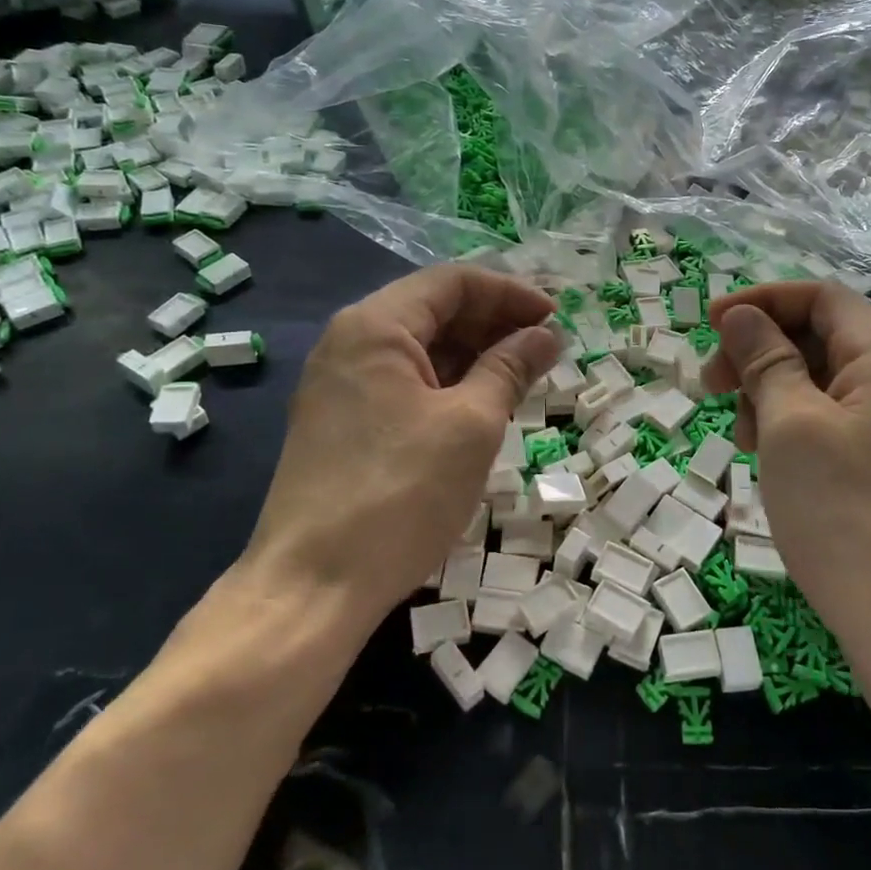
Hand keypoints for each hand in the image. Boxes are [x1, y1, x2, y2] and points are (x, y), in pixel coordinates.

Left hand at [233, 265, 559, 632]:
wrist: (313, 586)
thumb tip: (547, 335)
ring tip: (525, 376)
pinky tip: (483, 404)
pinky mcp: (344, 422)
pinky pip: (405, 382)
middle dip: (495, 322)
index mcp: (376, 326)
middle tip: (548, 348)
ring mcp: (342, 384)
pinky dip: (449, 384)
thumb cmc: (401, 494)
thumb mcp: (471, 425)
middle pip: (434, 310)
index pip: (453, 282)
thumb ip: (510, 368)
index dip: (511, 293)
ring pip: (421, 349)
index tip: (557, 317)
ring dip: (475, 354)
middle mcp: (351, 343)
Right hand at [703, 282, 870, 650]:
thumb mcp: (790, 424)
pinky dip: (788, 425)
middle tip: (711, 385)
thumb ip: (765, 360)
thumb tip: (740, 314)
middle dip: (758, 352)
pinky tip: (765, 456)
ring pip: (816, 380)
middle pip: (816, 336)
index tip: (709, 324)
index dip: (761, 301)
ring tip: (742, 436)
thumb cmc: (843, 509)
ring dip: (768, 393)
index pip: (819, 297)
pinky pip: (827, 419)